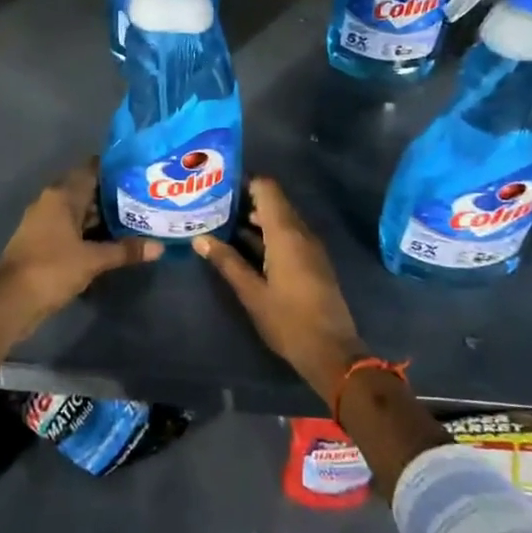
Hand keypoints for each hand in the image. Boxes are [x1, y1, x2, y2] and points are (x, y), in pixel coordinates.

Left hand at [0, 164, 158, 387]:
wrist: (10, 299)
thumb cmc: (52, 268)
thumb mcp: (93, 260)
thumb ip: (125, 250)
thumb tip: (159, 246)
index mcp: (61, 195)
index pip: (91, 170)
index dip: (114, 169)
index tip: (139, 172)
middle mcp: (51, 202)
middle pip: (86, 190)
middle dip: (113, 195)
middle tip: (144, 198)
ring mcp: (44, 222)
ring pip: (79, 211)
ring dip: (102, 216)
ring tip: (135, 219)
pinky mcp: (42, 242)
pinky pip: (71, 229)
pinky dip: (89, 232)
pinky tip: (111, 241)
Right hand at [193, 177, 367, 401]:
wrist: (331, 352)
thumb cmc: (288, 320)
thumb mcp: (251, 292)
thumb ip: (227, 262)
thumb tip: (199, 238)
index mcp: (286, 234)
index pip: (267, 188)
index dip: (244, 181)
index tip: (218, 184)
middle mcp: (301, 233)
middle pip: (273, 201)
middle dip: (244, 199)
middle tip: (212, 203)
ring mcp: (309, 247)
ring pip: (280, 219)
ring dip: (254, 218)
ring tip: (221, 222)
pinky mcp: (312, 261)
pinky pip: (288, 235)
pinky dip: (266, 233)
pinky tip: (243, 245)